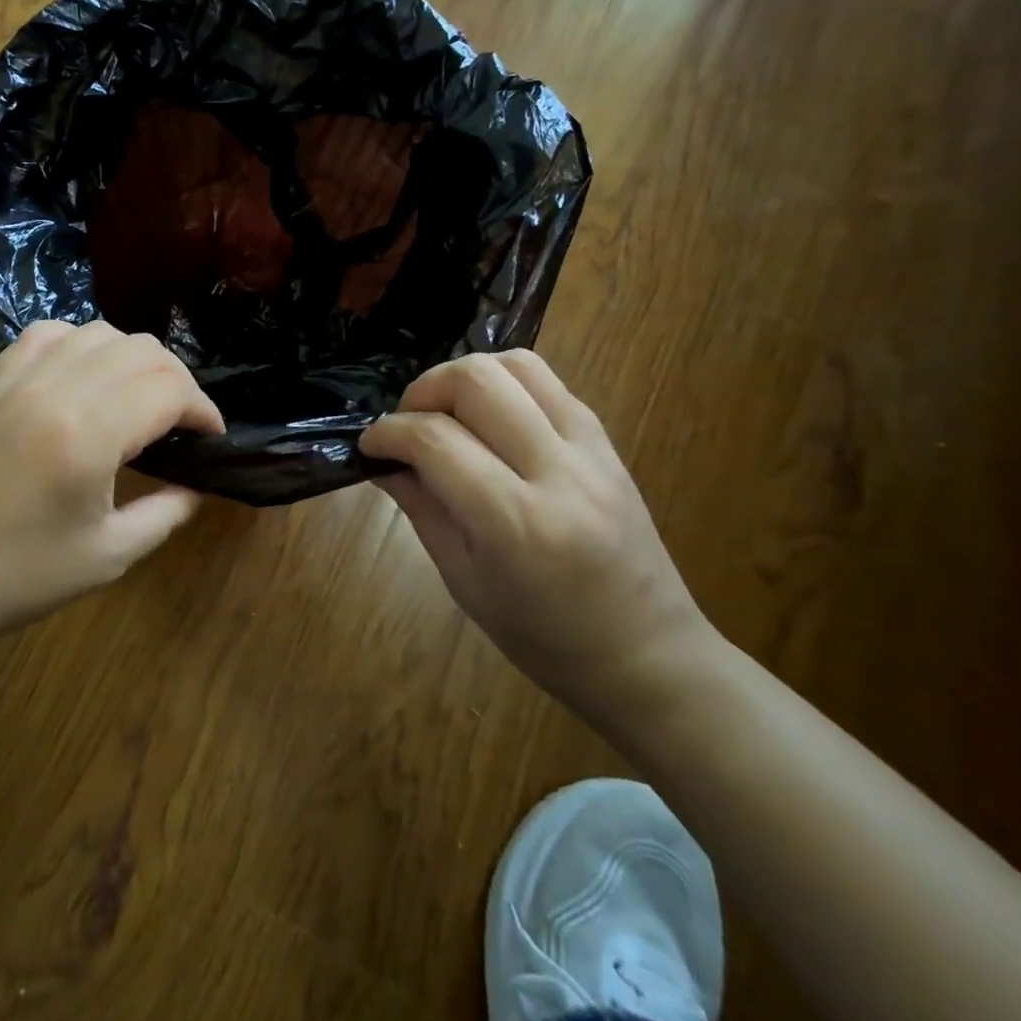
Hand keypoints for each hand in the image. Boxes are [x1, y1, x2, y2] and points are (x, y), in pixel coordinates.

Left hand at [0, 320, 223, 656]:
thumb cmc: (19, 577)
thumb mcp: (110, 555)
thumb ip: (167, 511)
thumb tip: (200, 483)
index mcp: (87, 435)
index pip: (168, 389)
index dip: (203, 410)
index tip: (212, 438)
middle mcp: (55, 390)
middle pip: (142, 351)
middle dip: (178, 382)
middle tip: (184, 424)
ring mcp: (19, 379)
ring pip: (100, 332)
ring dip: (135, 359)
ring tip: (142, 399)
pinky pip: (48, 334)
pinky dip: (82, 344)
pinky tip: (88, 375)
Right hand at [359, 350, 716, 718]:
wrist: (650, 656)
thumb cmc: (544, 639)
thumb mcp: (464, 582)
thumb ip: (421, 509)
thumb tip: (383, 460)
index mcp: (515, 523)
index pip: (435, 440)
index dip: (389, 432)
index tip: (370, 445)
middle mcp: (557, 472)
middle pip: (477, 380)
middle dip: (424, 389)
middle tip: (407, 424)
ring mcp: (591, 450)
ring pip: (516, 364)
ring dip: (465, 377)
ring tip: (446, 413)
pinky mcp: (607, 441)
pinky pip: (547, 382)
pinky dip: (503, 385)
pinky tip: (488, 420)